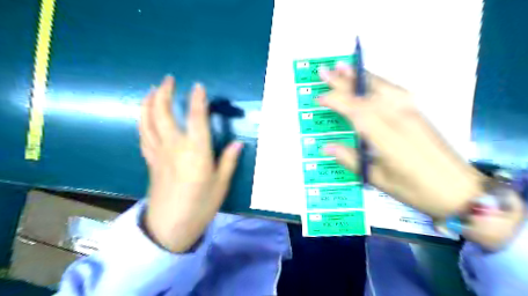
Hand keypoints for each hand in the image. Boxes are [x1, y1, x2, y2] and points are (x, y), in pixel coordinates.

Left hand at [137, 75, 241, 251]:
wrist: (170, 227)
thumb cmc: (200, 206)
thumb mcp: (221, 184)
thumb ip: (228, 161)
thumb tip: (239, 143)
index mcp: (195, 152)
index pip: (196, 118)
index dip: (198, 100)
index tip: (198, 86)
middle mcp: (174, 147)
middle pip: (163, 114)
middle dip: (165, 93)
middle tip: (168, 79)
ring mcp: (158, 153)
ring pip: (147, 122)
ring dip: (148, 103)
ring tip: (152, 90)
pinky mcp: (151, 161)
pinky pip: (143, 135)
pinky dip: (143, 121)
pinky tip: (146, 116)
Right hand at [317, 64, 485, 218]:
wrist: (459, 189)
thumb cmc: (415, 189)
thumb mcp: (378, 180)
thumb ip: (351, 159)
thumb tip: (326, 146)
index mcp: (387, 138)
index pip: (357, 112)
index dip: (337, 101)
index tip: (319, 98)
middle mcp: (399, 119)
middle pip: (367, 95)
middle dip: (344, 82)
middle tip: (325, 71)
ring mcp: (411, 113)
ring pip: (382, 88)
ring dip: (361, 77)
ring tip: (343, 67)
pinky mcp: (418, 112)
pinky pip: (395, 91)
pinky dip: (378, 82)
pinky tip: (370, 80)